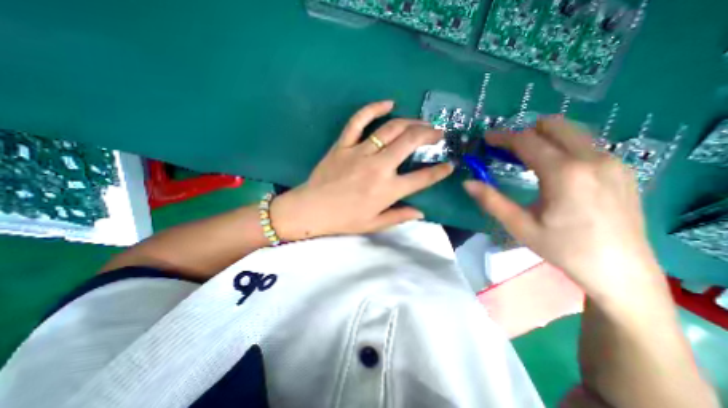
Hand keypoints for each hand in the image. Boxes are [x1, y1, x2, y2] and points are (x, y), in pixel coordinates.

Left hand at [273, 101, 452, 239]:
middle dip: (429, 134)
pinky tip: (388, 103)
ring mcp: (360, 152)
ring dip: (411, 122)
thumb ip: (399, 217)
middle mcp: (378, 167)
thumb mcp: (374, 224)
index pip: (422, 178)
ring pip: (391, 129)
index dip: (439, 171)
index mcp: (387, 190)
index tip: (449, 164)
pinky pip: (359, 121)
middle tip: (438, 133)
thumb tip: (421, 212)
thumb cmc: (344, 219)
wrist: (311, 209)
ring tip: (421, 122)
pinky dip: (374, 109)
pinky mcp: (343, 144)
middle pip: (410, 142)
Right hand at [466, 116, 663, 300]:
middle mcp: (592, 158)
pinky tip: (553, 171)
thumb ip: (491, 201)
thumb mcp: (520, 226)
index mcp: (565, 173)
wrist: (620, 271)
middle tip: (507, 151)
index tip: (486, 138)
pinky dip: (562, 148)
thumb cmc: (563, 249)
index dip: (503, 137)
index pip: (527, 141)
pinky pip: (584, 144)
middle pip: (554, 125)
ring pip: (571, 132)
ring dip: (544, 139)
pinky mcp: (621, 168)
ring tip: (526, 160)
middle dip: (525, 132)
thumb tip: (467, 183)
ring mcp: (612, 161)